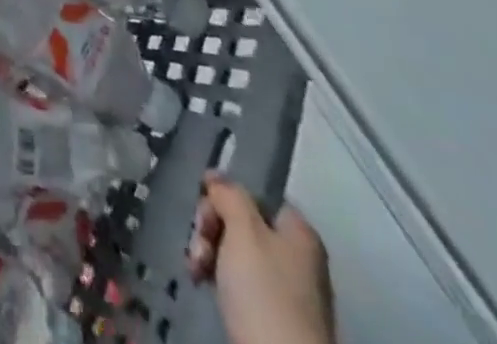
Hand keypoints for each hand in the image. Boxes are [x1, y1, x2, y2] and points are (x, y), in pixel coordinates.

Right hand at [189, 172, 333, 343]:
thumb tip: (216, 177)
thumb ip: (229, 195)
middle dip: (212, 227)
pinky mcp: (273, 319)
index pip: (256, 194)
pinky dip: (218, 279)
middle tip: (200, 243)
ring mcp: (287, 291)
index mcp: (299, 232)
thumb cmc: (265, 294)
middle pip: (243, 222)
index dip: (225, 195)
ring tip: (196, 270)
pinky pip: (239, 283)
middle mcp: (297, 257)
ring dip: (209, 253)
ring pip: (236, 253)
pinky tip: (202, 283)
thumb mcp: (243, 231)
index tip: (203, 208)